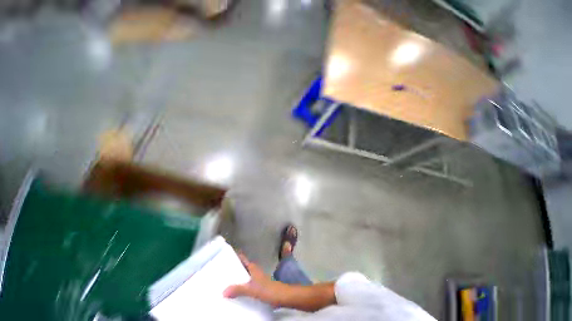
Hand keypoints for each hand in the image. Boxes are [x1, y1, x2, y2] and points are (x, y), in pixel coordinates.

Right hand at [223, 254, 282, 305]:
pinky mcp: (257, 286)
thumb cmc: (267, 289)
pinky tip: (234, 293)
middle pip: (241, 267)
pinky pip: (245, 284)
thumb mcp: (252, 289)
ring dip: (235, 278)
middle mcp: (253, 271)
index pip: (242, 259)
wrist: (280, 296)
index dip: (235, 256)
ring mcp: (255, 279)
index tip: (224, 256)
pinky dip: (239, 286)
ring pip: (243, 276)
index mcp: (252, 268)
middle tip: (219, 271)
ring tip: (223, 282)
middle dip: (232, 268)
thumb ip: (239, 289)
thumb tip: (223, 291)